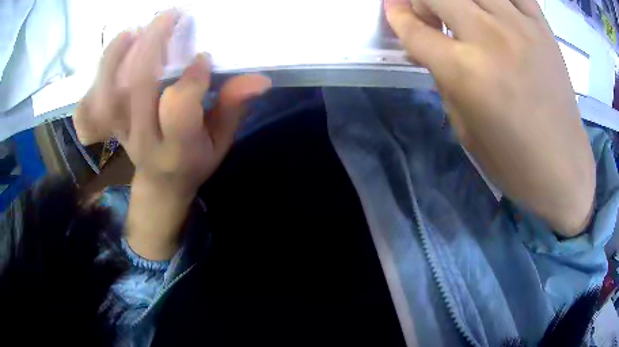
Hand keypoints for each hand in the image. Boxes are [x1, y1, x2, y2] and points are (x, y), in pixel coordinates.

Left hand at [75, 11, 270, 258]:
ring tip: (135, 30)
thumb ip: (233, 108)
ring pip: (109, 92)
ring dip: (118, 56)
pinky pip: (95, 100)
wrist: (160, 184)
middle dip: (153, 45)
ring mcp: (121, 132)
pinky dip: (101, 72)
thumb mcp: (220, 141)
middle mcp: (143, 140)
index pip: (178, 107)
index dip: (191, 77)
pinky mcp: (110, 125)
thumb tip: (260, 79)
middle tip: (169, 17)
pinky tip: (116, 49)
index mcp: (177, 149)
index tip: (203, 57)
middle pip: (138, 88)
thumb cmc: (194, 161)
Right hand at [385, 0, 594, 235]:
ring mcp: (519, 26)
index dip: (396, 15)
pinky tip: (493, 6)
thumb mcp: (465, 128)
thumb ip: (445, 79)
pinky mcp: (542, 26)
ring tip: (460, 9)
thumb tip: (430, 48)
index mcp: (465, 72)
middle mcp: (489, 38)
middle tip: (427, 13)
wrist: (562, 167)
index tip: (391, 8)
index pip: (415, 29)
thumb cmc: (513, 161)